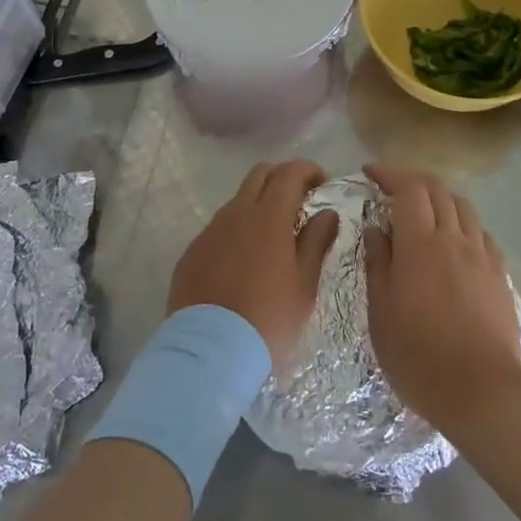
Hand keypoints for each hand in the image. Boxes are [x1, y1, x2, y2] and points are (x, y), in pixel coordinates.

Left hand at [168, 160, 338, 368]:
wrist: (210, 351)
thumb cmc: (269, 319)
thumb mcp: (304, 285)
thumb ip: (316, 242)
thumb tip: (327, 213)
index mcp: (268, 217)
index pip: (290, 173)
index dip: (309, 170)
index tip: (323, 183)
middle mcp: (236, 214)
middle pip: (260, 174)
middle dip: (283, 178)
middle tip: (300, 202)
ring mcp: (210, 231)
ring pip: (238, 201)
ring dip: (258, 205)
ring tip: (273, 237)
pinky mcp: (192, 252)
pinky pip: (219, 229)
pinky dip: (237, 231)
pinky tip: (244, 262)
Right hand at [363, 164, 520, 431]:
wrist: (482, 391)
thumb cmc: (419, 355)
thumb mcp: (381, 313)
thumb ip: (378, 263)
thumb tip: (375, 228)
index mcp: (420, 243)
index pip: (408, 188)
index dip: (388, 173)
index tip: (369, 172)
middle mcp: (454, 238)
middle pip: (437, 189)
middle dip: (412, 178)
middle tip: (391, 186)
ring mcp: (482, 254)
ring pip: (463, 206)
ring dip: (439, 197)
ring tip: (422, 210)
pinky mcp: (500, 274)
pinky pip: (481, 232)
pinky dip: (462, 222)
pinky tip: (454, 240)